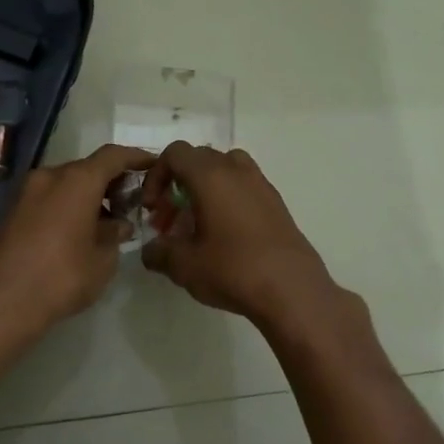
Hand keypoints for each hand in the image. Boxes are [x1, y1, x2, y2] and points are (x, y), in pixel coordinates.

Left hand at [0, 144, 154, 340]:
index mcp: (76, 181)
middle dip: (110, 183)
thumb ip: (114, 236)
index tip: (152, 165)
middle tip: (129, 203)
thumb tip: (118, 225)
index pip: (113, 156)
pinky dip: (66, 208)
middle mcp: (49, 177)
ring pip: (64, 185)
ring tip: (105, 224)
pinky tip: (77, 233)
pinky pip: (47, 200)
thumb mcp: (102, 261)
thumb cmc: (61, 277)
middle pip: (86, 169)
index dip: (136, 158)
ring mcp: (25, 193)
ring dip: (87, 197)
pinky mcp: (10, 212)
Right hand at [139, 143, 335, 325]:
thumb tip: (151, 250)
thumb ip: (159, 252)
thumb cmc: (232, 269)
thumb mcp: (184, 265)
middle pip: (199, 159)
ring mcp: (261, 185)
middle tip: (169, 219)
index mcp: (210, 176)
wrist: (292, 289)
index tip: (152, 208)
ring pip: (224, 171)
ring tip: (197, 224)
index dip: (156, 176)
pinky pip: (243, 188)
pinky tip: (223, 236)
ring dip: (204, 190)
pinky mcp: (277, 204)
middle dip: (177, 184)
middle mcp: (237, 171)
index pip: (175, 153)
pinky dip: (226, 200)